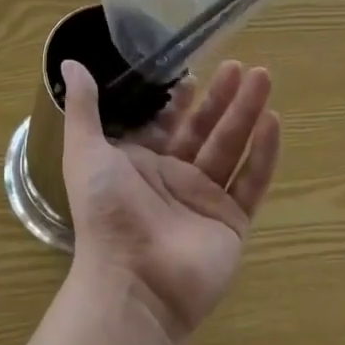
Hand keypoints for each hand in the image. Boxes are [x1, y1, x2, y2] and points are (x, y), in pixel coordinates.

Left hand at [60, 59, 280, 344]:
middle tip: (240, 65)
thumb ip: (83, 107)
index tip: (194, 71)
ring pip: (231, 146)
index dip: (181, 98)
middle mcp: (174, 177)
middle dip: (222, 97)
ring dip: (247, 112)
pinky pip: (251, 181)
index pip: (167, 122)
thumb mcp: (84, 151)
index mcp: (141, 162)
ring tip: (263, 76)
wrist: (132, 283)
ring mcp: (205, 200)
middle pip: (205, 128)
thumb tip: (71, 61)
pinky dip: (264, 152)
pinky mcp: (231, 222)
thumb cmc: (105, 213)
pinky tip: (273, 121)